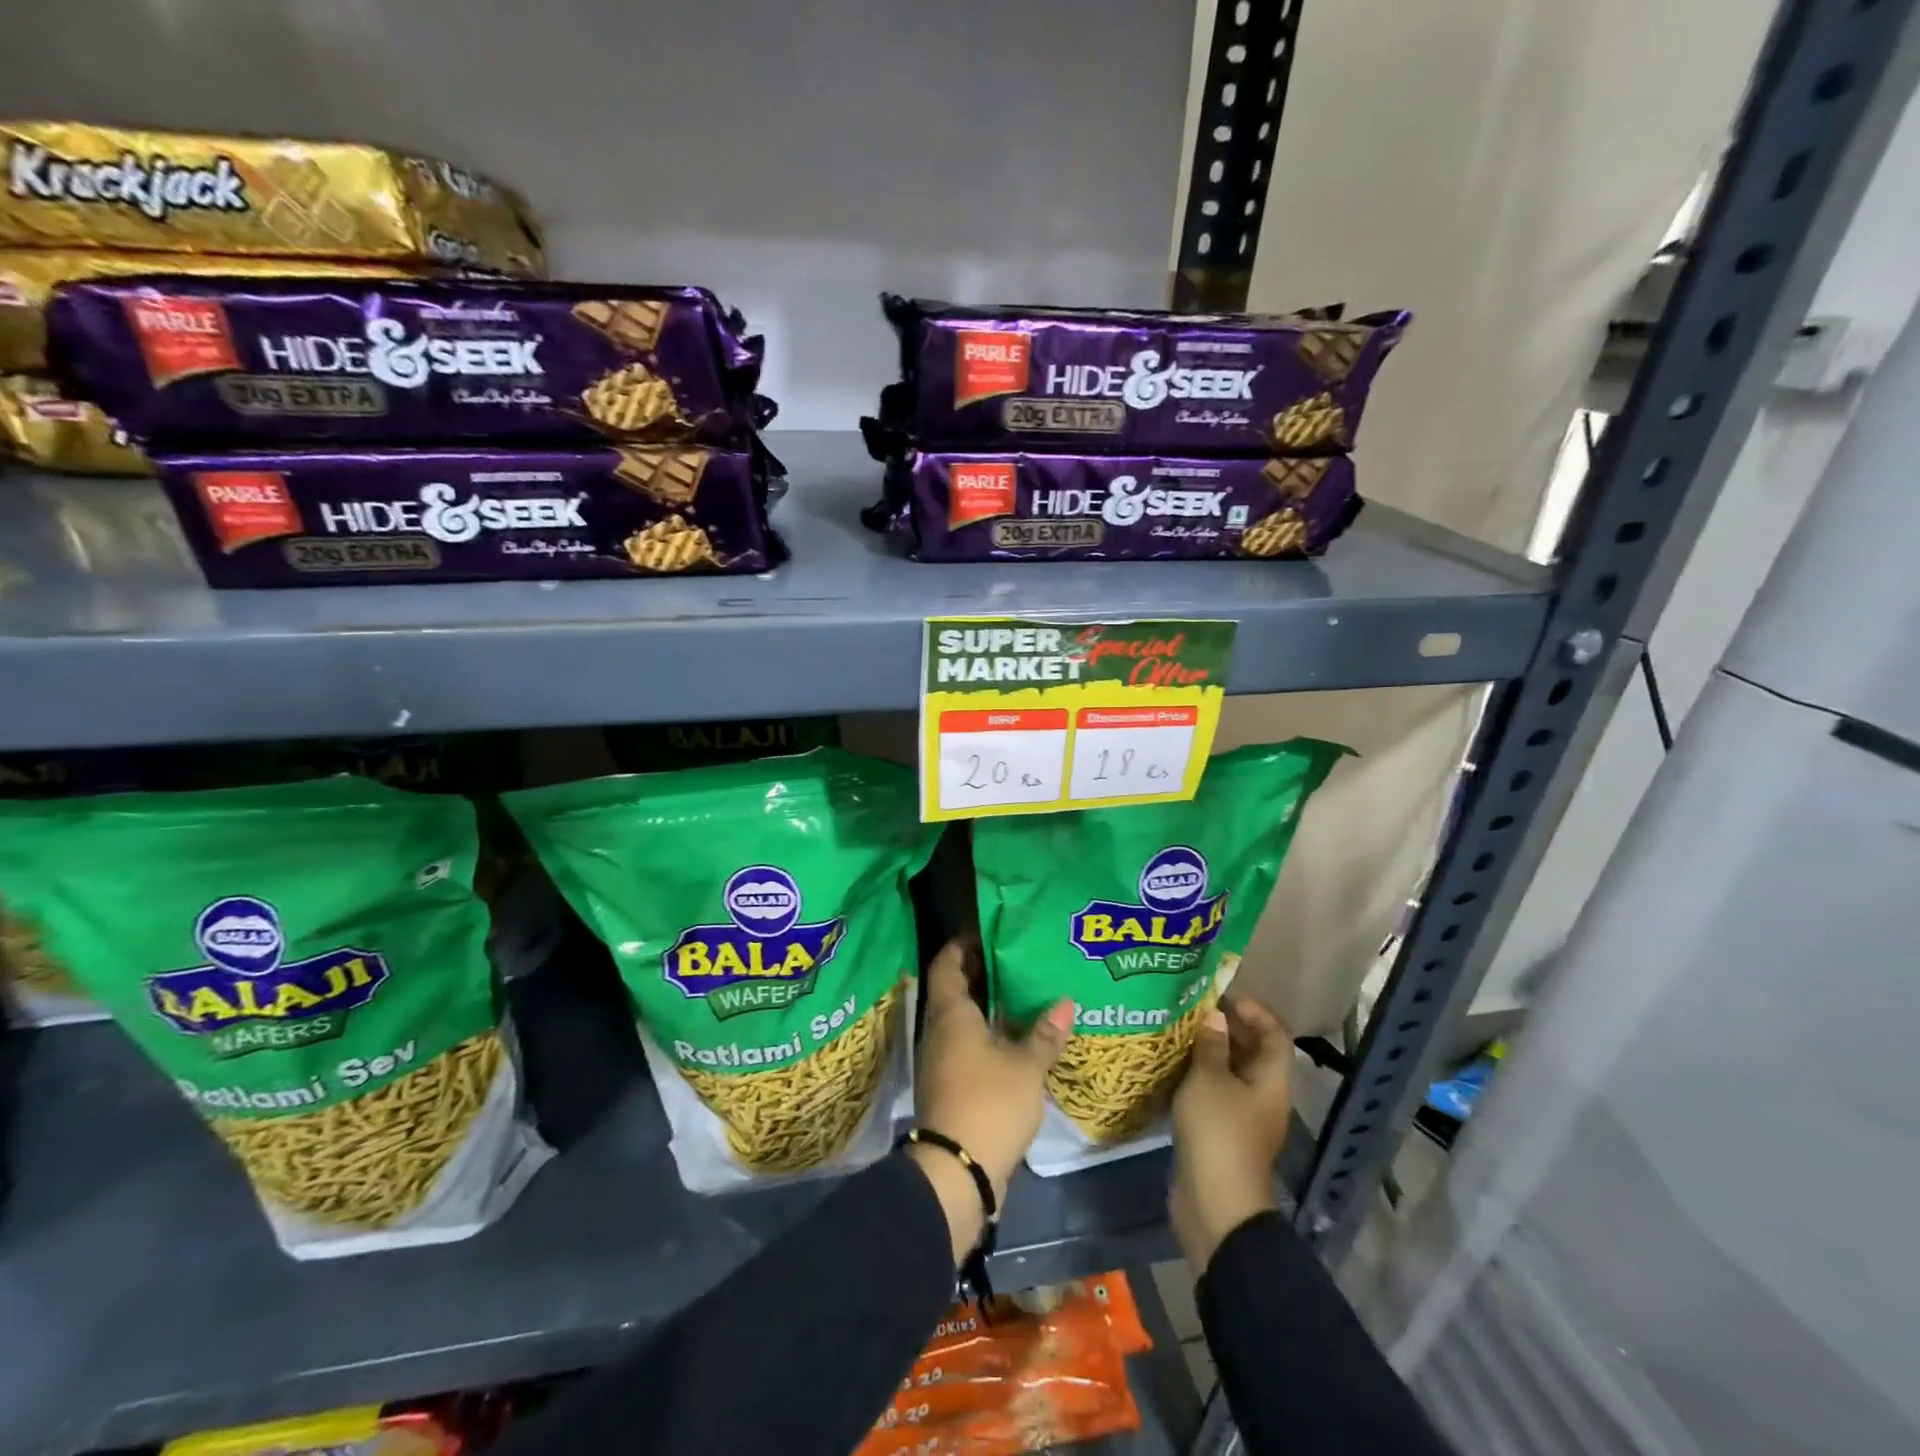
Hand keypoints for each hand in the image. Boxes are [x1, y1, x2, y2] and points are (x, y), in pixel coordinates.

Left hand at [910, 937, 1073, 1260]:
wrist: (957, 1171)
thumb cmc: (989, 1102)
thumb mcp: (1026, 1066)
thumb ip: (1044, 1034)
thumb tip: (1065, 1002)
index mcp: (951, 1014)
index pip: (946, 965)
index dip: (961, 946)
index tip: (984, 932)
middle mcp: (939, 1031)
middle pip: (953, 991)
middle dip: (979, 974)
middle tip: (1013, 959)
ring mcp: (941, 1061)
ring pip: (961, 1021)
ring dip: (985, 1007)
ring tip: (1021, 995)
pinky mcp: (950, 1087)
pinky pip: (966, 1047)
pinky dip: (986, 1036)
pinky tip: (1014, 1040)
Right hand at [1169, 995, 1293, 1272]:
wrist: (1215, 1203)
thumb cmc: (1218, 1131)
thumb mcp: (1209, 1079)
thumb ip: (1211, 1045)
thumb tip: (1215, 1017)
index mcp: (1271, 1080)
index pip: (1275, 1034)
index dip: (1255, 1011)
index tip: (1223, 995)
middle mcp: (1264, 1096)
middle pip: (1254, 1052)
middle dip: (1228, 1027)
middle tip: (1194, 1008)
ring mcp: (1244, 1117)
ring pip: (1232, 1073)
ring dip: (1210, 1051)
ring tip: (1180, 1031)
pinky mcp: (1223, 1133)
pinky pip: (1216, 1093)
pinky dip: (1200, 1077)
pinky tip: (1174, 1067)